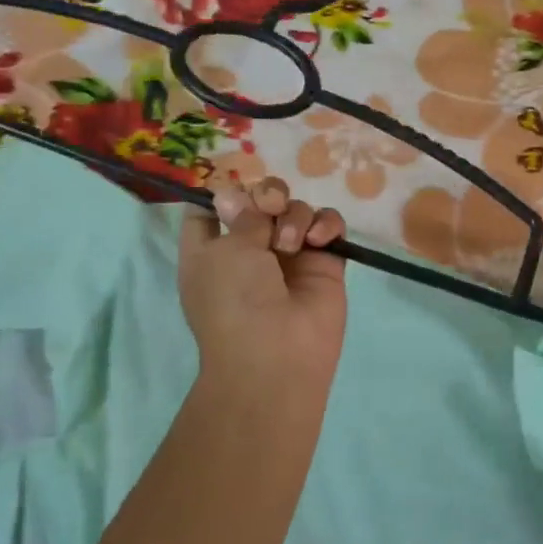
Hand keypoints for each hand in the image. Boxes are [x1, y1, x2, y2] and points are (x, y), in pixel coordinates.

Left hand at [178, 177, 347, 392]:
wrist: (278, 353)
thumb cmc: (235, 301)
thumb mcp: (225, 250)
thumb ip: (243, 215)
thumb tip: (239, 196)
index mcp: (212, 250)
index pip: (212, 209)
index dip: (222, 193)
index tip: (232, 190)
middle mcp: (250, 250)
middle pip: (261, 201)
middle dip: (267, 195)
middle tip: (270, 209)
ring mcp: (291, 256)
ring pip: (297, 209)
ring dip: (294, 216)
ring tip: (292, 244)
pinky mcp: (325, 263)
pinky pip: (330, 226)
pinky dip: (326, 225)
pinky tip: (319, 241)